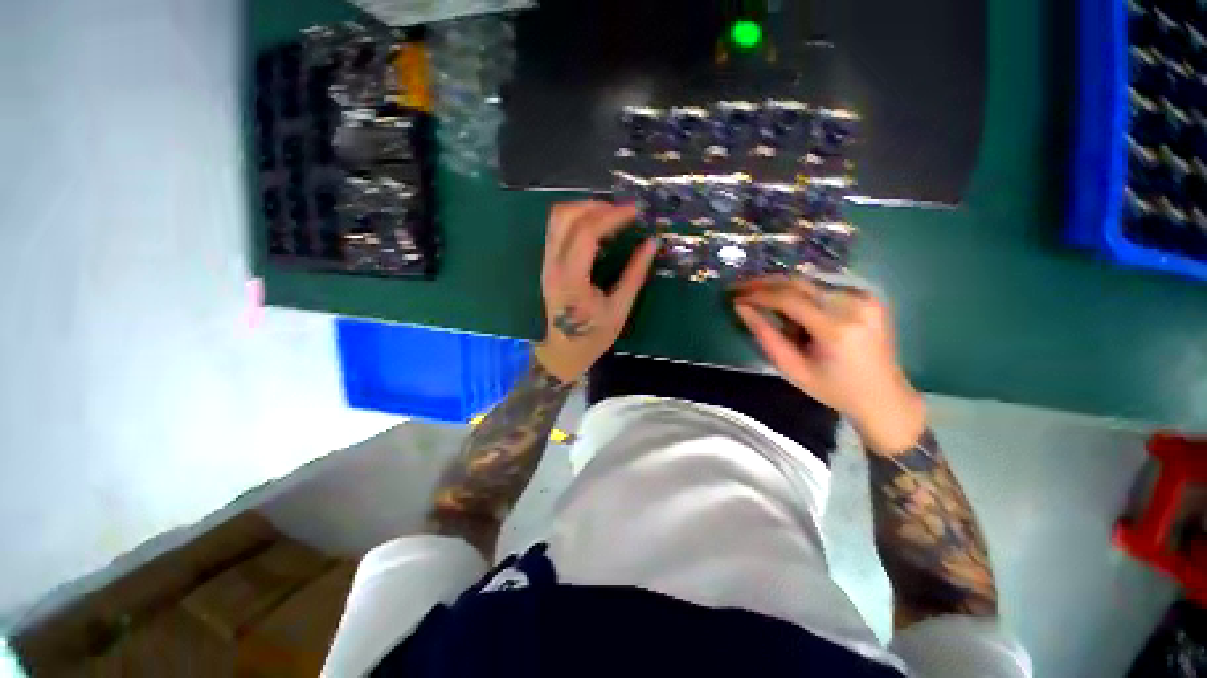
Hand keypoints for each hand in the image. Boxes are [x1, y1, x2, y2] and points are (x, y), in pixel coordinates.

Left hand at [534, 201, 657, 383]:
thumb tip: (652, 244)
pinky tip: (596, 228)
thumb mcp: (620, 309)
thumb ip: (635, 274)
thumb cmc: (593, 336)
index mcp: (571, 279)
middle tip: (622, 212)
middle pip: (565, 216)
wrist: (563, 352)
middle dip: (596, 206)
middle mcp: (553, 265)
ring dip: (584, 209)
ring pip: (557, 219)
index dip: (611, 216)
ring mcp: (546, 263)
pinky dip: (577, 219)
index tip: (635, 211)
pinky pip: (557, 229)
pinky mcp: (547, 263)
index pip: (586, 233)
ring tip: (611, 215)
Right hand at [733, 276, 925, 454]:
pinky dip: (800, 293)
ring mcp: (866, 297)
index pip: (788, 299)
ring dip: (780, 288)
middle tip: (739, 287)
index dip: (757, 295)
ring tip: (758, 298)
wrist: (884, 397)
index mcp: (837, 328)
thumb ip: (765, 335)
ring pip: (809, 282)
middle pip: (799, 283)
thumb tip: (741, 307)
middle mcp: (855, 304)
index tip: (734, 296)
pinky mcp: (869, 296)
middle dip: (765, 283)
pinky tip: (787, 304)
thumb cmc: (833, 389)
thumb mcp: (792, 368)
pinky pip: (824, 287)